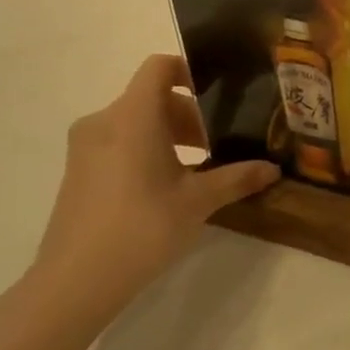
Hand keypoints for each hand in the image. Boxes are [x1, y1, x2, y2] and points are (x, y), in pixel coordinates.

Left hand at [29, 55, 278, 319]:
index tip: (220, 95)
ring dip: (170, 134)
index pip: (160, 67)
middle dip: (190, 114)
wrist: (75, 281)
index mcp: (133, 116)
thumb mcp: (198, 201)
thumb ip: (237, 178)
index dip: (190, 71)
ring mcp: (86, 146)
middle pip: (152, 97)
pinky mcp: (78, 170)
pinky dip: (147, 149)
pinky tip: (168, 186)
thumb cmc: (142, 228)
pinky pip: (119, 141)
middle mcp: (104, 121)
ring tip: (199, 167)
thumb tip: (273, 169)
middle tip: (220, 144)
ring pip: (136, 121)